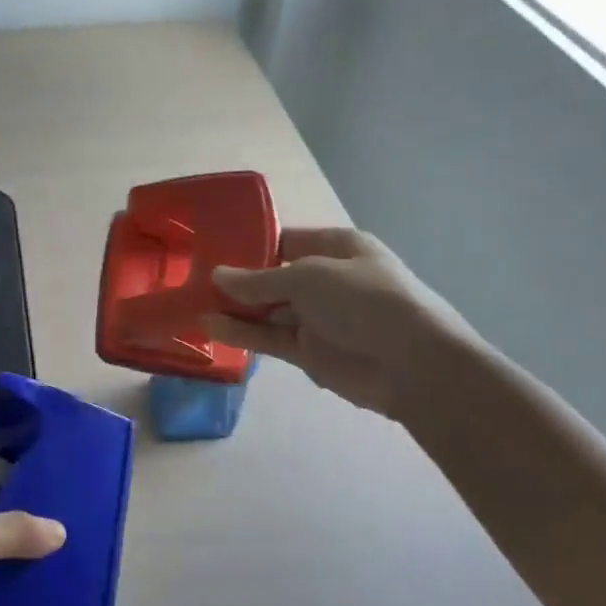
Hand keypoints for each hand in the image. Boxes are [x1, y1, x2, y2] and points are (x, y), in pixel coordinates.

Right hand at [204, 225, 477, 420]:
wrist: (413, 364)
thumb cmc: (365, 300)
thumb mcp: (309, 277)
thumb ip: (259, 280)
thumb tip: (218, 276)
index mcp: (336, 247)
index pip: (285, 240)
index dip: (250, 245)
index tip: (211, 250)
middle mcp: (325, 279)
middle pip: (272, 277)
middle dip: (236, 280)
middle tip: (191, 280)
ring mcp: (317, 317)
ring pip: (267, 310)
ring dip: (234, 309)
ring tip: (192, 305)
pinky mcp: (308, 351)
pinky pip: (269, 338)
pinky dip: (243, 333)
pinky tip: (211, 328)